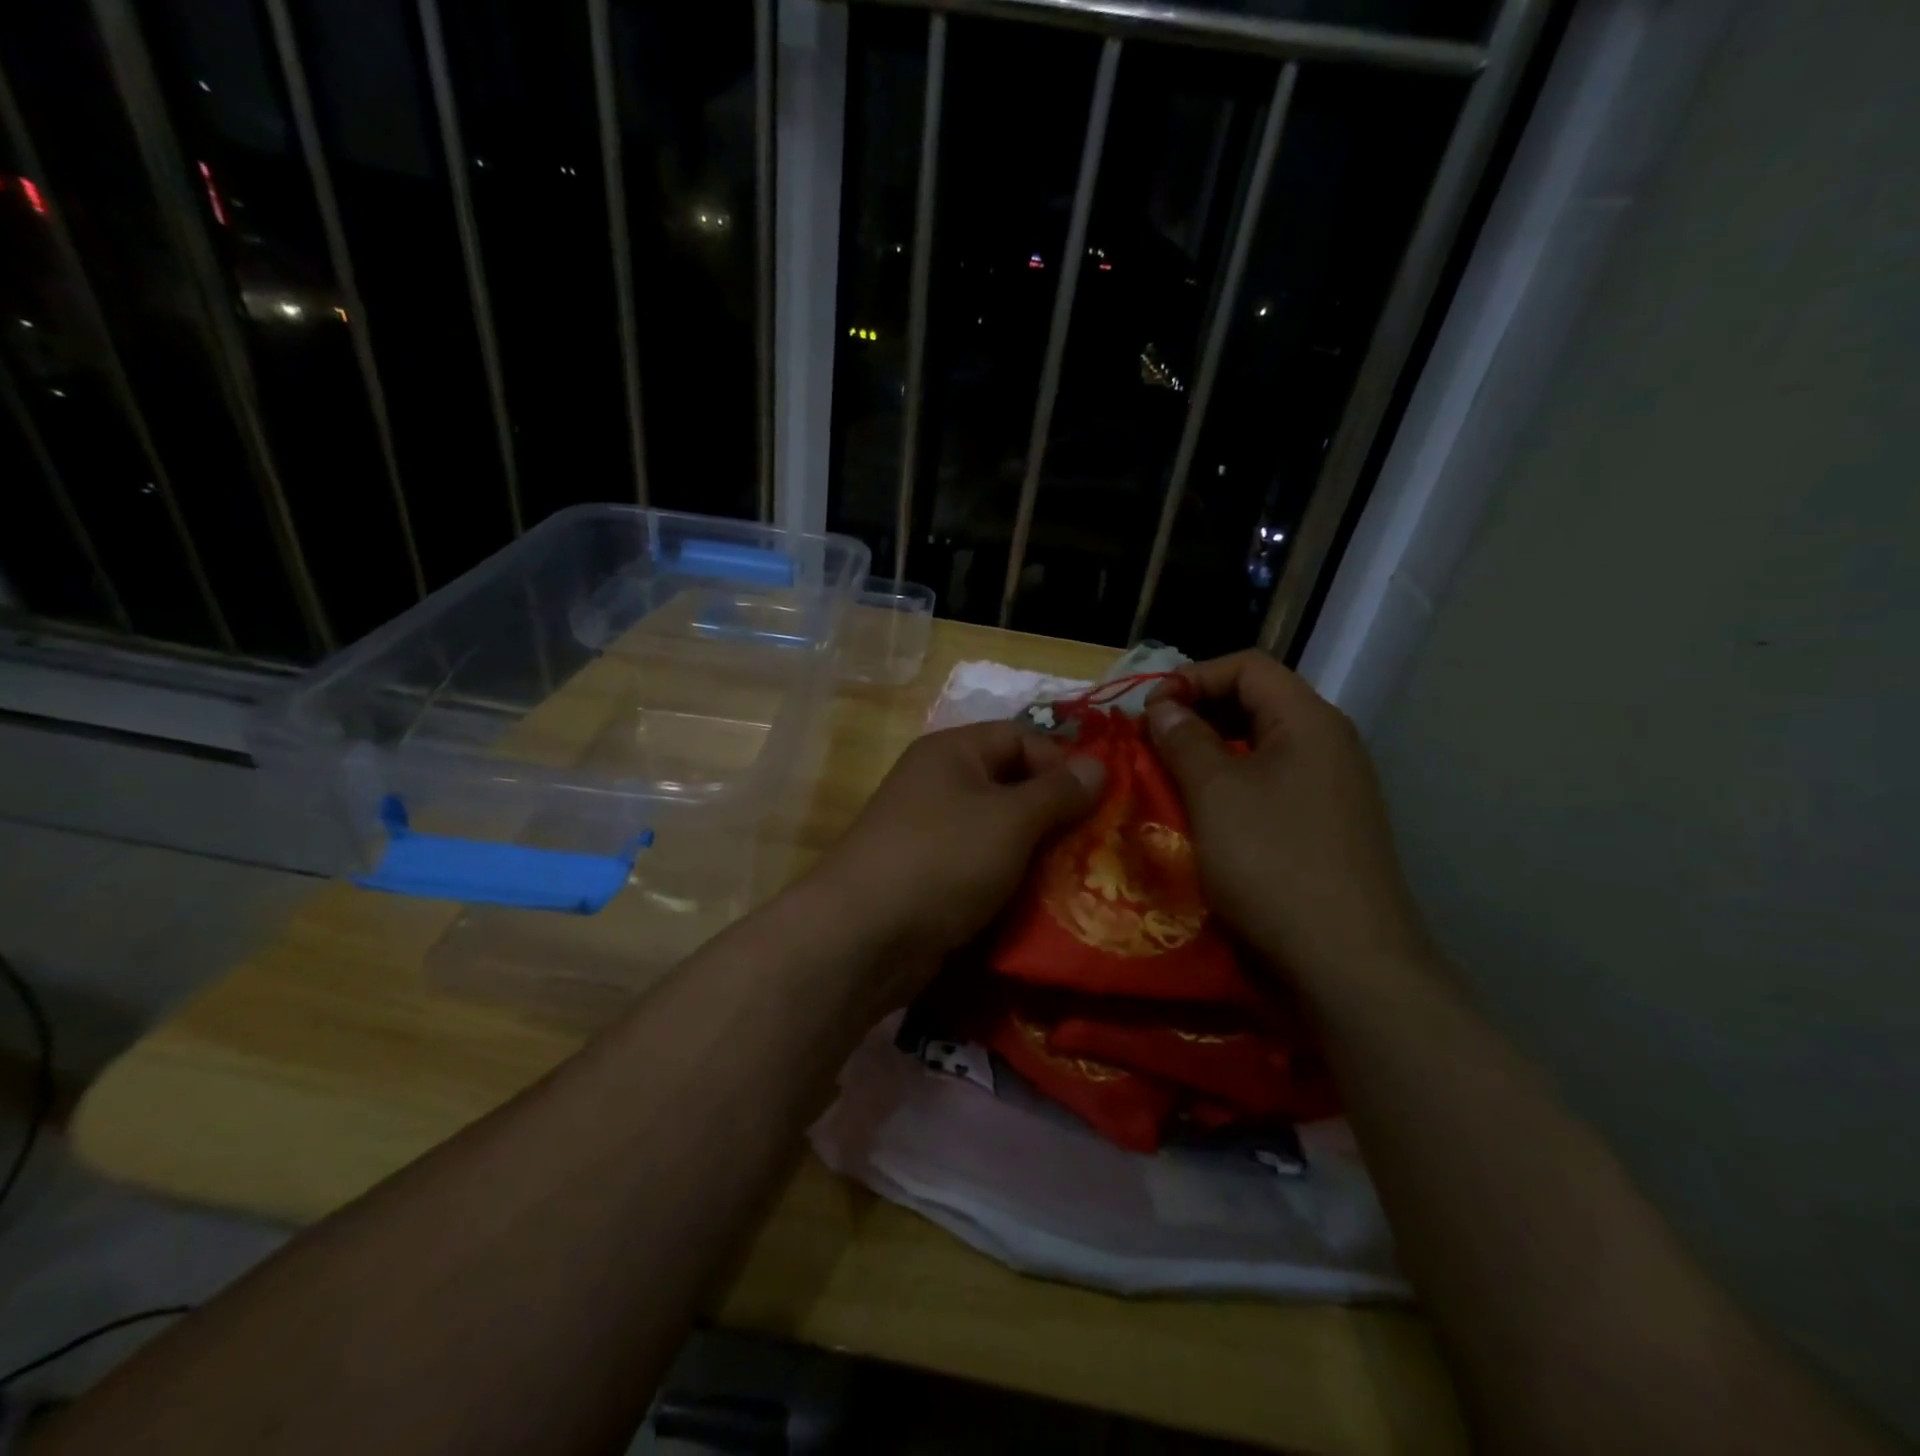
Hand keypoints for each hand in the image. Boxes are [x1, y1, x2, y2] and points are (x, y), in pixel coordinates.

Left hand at [807, 720, 1103, 1001]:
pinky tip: (1042, 906)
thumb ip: (1058, 792)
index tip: (1098, 803)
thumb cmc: (942, 859)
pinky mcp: (930, 879)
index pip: (1020, 736)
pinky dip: (1010, 883)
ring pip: (999, 833)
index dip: (1061, 762)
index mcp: (952, 752)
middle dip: (1055, 814)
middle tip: (1097, 846)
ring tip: (1079, 879)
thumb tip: (1098, 766)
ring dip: (1037, 854)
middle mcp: (938, 785)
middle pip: (1011, 786)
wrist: (863, 937)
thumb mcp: (1010, 819)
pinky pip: (982, 869)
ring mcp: (931, 834)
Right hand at [1144, 651, 1426, 984]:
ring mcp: (1331, 791)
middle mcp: (1328, 745)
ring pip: (1260, 749)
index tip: (1148, 712)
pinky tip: (1203, 816)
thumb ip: (1184, 739)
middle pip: (1256, 703)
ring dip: (1209, 754)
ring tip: (1167, 777)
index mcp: (1308, 721)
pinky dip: (1230, 788)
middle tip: (1150, 742)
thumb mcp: (1215, 793)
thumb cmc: (1273, 862)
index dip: (1193, 677)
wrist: (1347, 962)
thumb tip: (1164, 706)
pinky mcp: (1325, 830)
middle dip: (1198, 714)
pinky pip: (1271, 787)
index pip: (1248, 666)